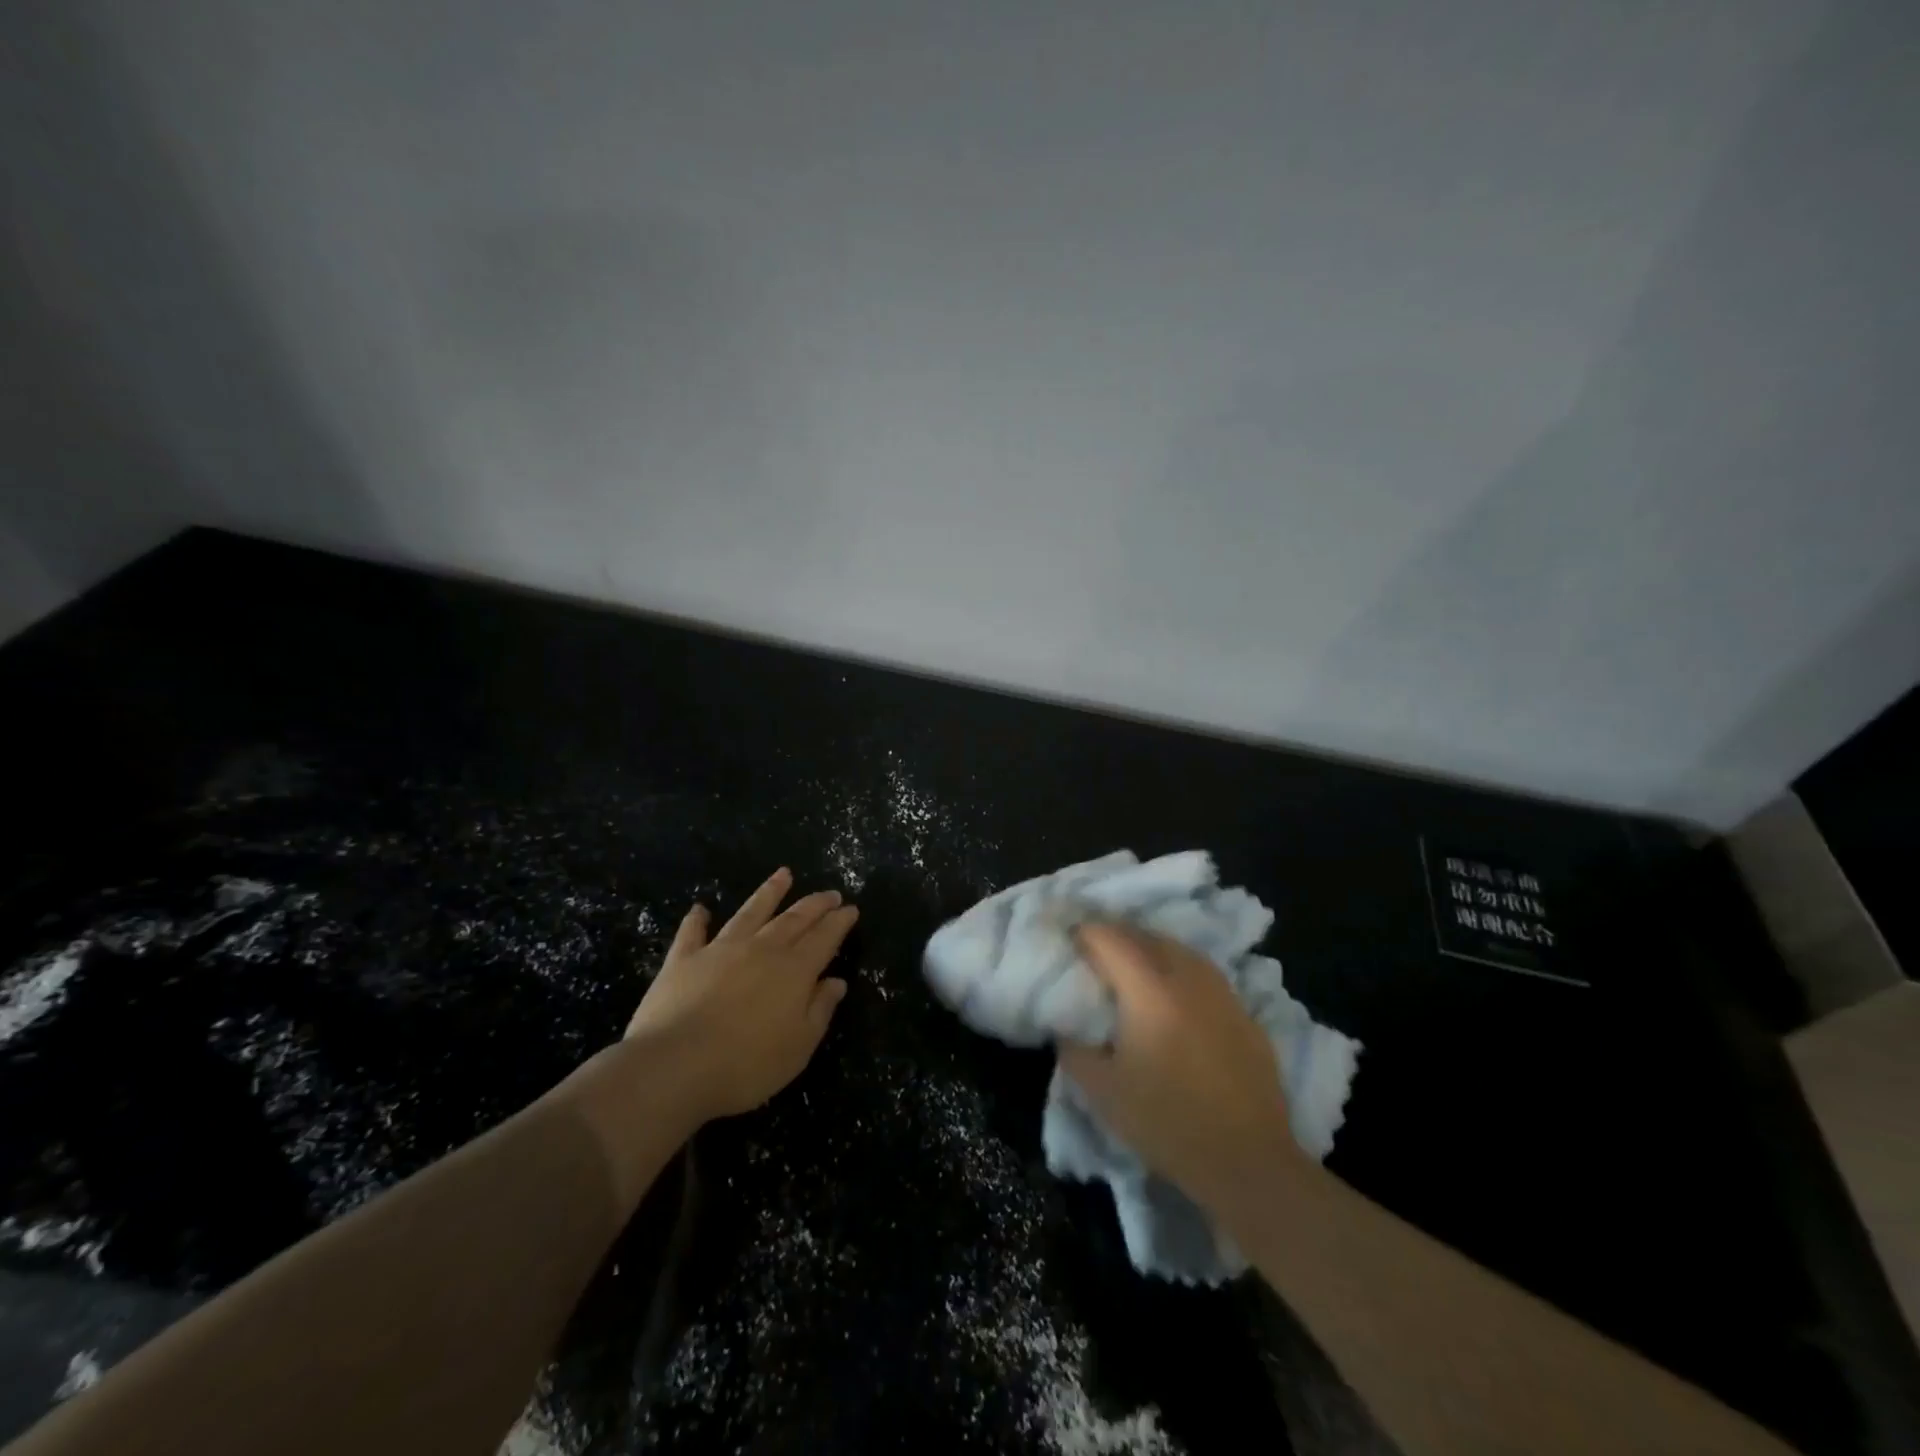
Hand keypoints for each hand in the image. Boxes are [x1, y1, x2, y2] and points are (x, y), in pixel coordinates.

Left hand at [625, 868, 858, 1122]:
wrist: (674, 1066)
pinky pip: (692, 933)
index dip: (839, 922)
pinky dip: (697, 920)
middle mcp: (761, 950)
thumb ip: (819, 1010)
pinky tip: (700, 908)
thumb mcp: (798, 1047)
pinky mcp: (683, 960)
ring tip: (783, 874)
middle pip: (794, 919)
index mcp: (794, 970)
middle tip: (830, 893)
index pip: (824, 938)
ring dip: (769, 893)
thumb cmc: (746, 1065)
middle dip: (815, 904)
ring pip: (751, 912)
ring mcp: (720, 950)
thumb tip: (836, 982)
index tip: (850, 908)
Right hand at [1058, 922, 1300, 1213]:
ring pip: (1180, 950)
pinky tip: (1175, 995)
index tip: (1068, 940)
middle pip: (1146, 935)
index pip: (1109, 938)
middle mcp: (1187, 978)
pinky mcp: (1244, 1013)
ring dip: (1151, 948)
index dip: (1084, 933)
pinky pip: (1204, 974)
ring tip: (1133, 965)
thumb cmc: (1167, 1123)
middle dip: (1117, 934)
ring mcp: (1221, 993)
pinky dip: (1180, 970)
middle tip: (1095, 950)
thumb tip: (1067, 1027)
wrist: (1249, 1161)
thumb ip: (1074, 1050)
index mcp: (1148, 990)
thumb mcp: (1102, 1092)